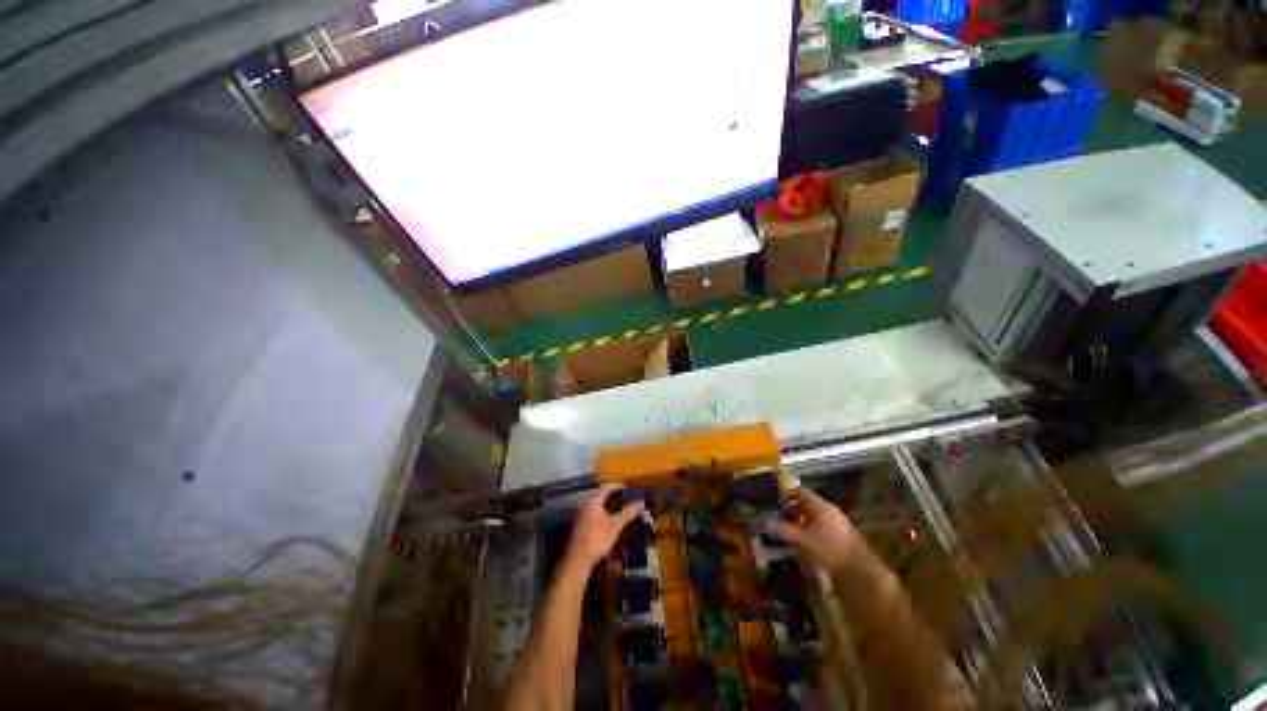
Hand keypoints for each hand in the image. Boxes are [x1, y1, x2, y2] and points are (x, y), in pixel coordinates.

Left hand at [566, 483, 644, 568]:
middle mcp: (584, 507)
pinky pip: (593, 515)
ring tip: (620, 510)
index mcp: (592, 503)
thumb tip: (640, 502)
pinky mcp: (581, 527)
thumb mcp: (615, 525)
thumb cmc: (598, 538)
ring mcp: (581, 517)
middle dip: (611, 496)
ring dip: (607, 506)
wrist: (580, 557)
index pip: (604, 488)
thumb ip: (627, 513)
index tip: (626, 487)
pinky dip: (603, 514)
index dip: (615, 486)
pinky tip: (610, 522)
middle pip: (598, 497)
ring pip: (596, 507)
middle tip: (625, 498)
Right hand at [766, 487, 865, 574]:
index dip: (789, 494)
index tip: (777, 500)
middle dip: (795, 508)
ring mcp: (837, 519)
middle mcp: (830, 509)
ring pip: (817, 513)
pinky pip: (823, 521)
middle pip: (810, 503)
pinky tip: (807, 538)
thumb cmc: (826, 549)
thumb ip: (784, 531)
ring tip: (792, 529)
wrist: (853, 563)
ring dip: (803, 518)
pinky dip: (811, 525)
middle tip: (782, 517)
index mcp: (821, 507)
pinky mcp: (841, 529)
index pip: (803, 493)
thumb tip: (766, 523)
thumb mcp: (802, 541)